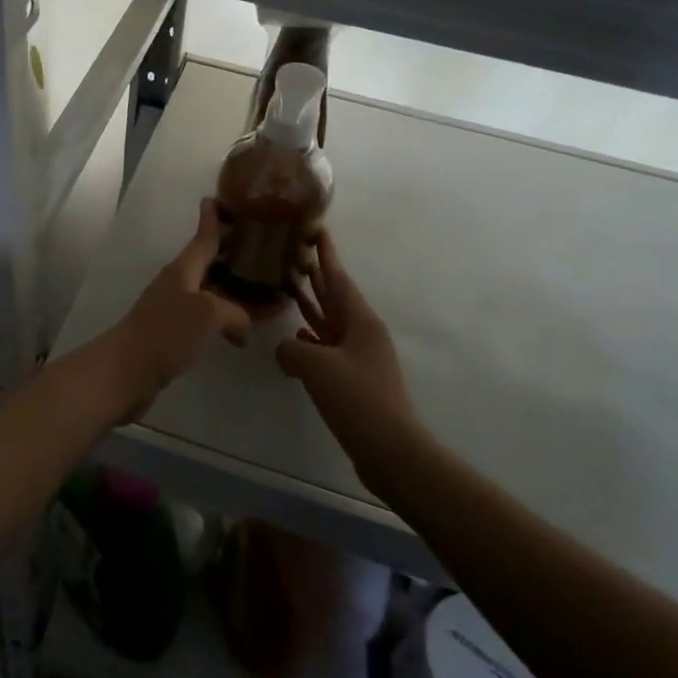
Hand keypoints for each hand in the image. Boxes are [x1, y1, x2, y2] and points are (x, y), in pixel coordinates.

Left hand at [105, 199, 251, 415]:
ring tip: (253, 288)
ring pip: (204, 291)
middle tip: (254, 246)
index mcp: (183, 270)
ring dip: (224, 286)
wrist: (124, 371)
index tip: (215, 198)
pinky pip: (201, 317)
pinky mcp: (169, 335)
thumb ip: (234, 313)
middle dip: (225, 252)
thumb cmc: (165, 333)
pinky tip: (233, 329)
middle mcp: (176, 284)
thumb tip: (243, 328)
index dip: (211, 219)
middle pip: (204, 262)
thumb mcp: (208, 314)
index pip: (202, 238)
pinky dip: (219, 317)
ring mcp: (170, 310)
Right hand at [277, 230, 417, 486]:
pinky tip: (295, 337)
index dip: (325, 252)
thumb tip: (287, 350)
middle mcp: (361, 332)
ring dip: (310, 303)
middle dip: (315, 273)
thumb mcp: (316, 367)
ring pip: (328, 320)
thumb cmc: (357, 399)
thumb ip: (292, 349)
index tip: (316, 227)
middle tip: (293, 250)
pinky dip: (310, 337)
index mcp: (360, 320)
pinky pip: (327, 347)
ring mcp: (358, 356)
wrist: (391, 450)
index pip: (337, 277)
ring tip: (287, 285)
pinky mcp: (353, 378)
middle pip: (333, 295)